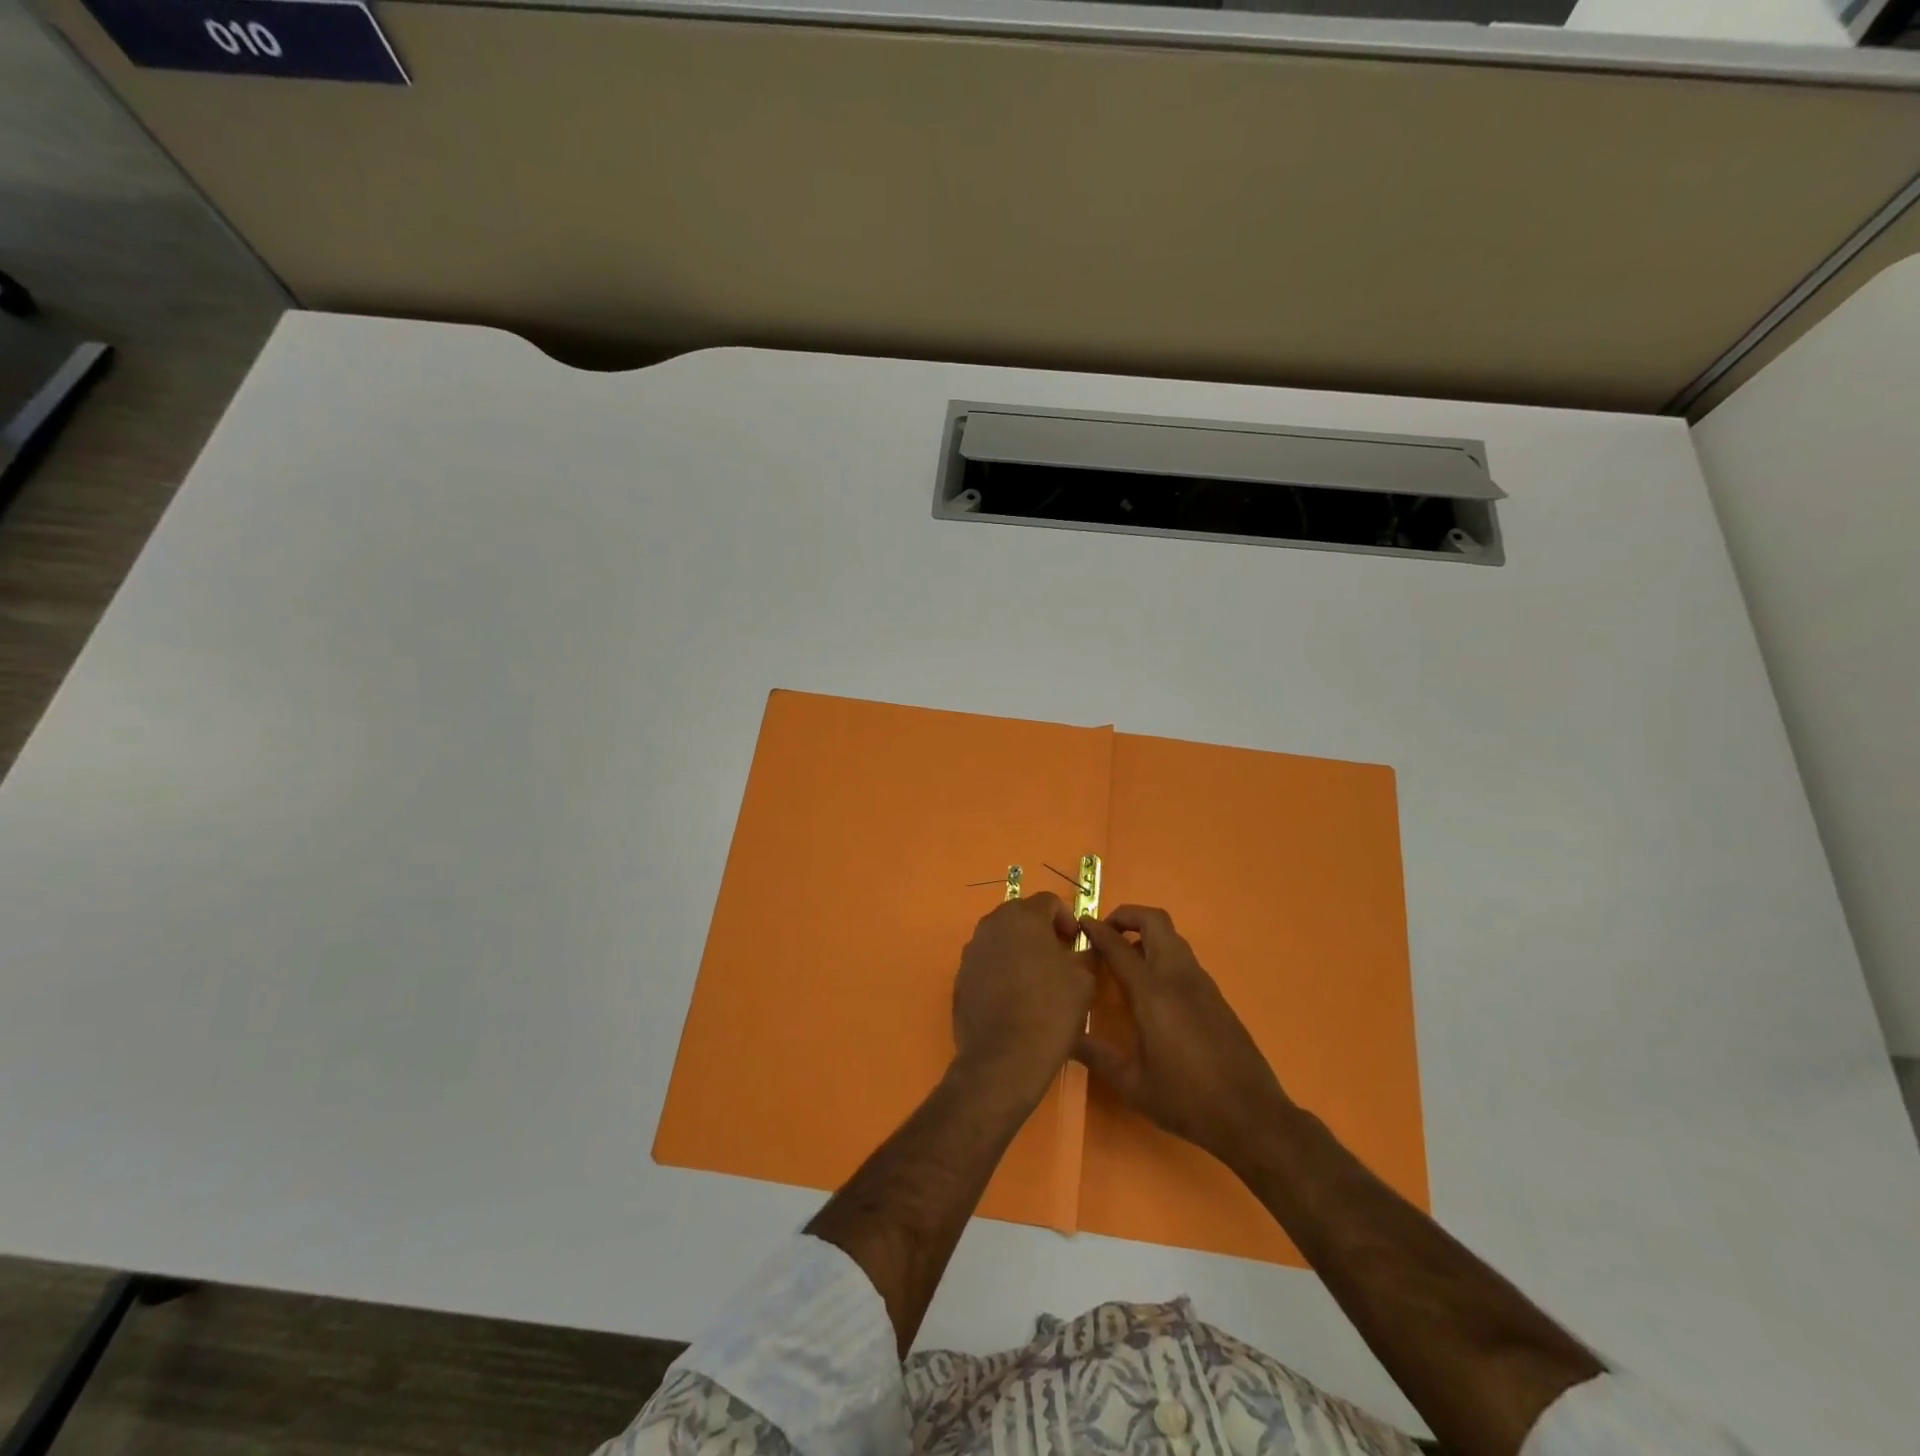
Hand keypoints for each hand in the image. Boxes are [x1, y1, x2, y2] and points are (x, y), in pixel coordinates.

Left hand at [952, 892, 1093, 1100]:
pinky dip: (1001, 970)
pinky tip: (1013, 998)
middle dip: (1040, 932)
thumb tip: (1078, 948)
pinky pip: (986, 962)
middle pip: (1021, 916)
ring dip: (1019, 950)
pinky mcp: (960, 976)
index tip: (1075, 944)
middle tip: (1058, 959)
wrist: (1003, 1057)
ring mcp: (971, 950)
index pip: (1049, 901)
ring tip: (1035, 980)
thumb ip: (1082, 953)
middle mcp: (991, 924)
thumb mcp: (1083, 979)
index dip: (1066, 919)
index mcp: (1023, 916)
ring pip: (1001, 938)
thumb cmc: (1050, 1010)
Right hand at [1076, 905, 1291, 1166]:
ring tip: (1124, 960)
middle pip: (1154, 920)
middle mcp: (1178, 976)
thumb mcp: (1131, 1084)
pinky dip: (1162, 954)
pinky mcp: (1215, 995)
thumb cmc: (1186, 1100)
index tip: (1079, 924)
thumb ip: (1095, 1055)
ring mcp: (1202, 983)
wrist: (1252, 1116)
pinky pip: (1184, 958)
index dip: (1096, 930)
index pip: (1118, 945)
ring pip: (1172, 937)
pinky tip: (1151, 988)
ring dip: (1146, 934)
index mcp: (1153, 992)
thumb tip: (1064, 1036)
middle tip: (1105, 934)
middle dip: (1126, 916)